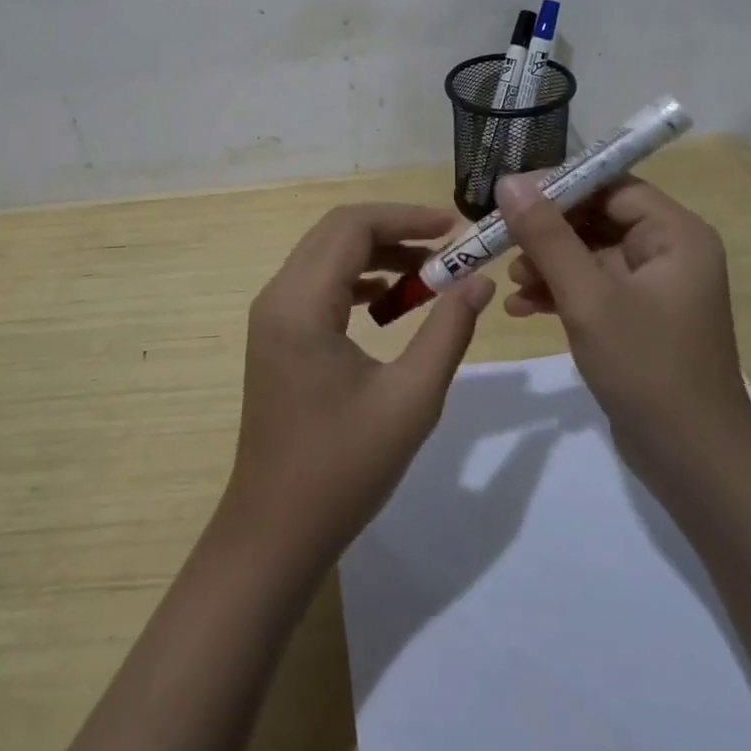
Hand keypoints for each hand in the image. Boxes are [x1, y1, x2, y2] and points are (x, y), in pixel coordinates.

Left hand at [221, 203, 494, 567]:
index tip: (455, 227)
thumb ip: (448, 331)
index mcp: (302, 303)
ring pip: (326, 255)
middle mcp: (278, 296)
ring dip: (376, 254)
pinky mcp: (276, 335)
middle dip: (394, 230)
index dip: (406, 217)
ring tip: (428, 275)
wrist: (275, 532)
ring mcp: (272, 315)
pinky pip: (318, 283)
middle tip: (447, 249)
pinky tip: (390, 303)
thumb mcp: (411, 399)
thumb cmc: (344, 469)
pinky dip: (356, 279)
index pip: (353, 227)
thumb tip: (479, 281)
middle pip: (336, 232)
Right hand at [496, 173, 750, 472]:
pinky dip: (558, 292)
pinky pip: (592, 287)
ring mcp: (653, 288)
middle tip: (500, 237)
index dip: (560, 185)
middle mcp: (669, 252)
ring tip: (510, 278)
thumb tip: (509, 182)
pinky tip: (522, 307)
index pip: (612, 185)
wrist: (694, 465)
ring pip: (589, 254)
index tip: (510, 194)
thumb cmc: (647, 369)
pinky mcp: (637, 318)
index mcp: (675, 235)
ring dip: (548, 262)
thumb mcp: (589, 297)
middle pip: (597, 218)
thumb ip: (547, 236)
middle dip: (547, 229)